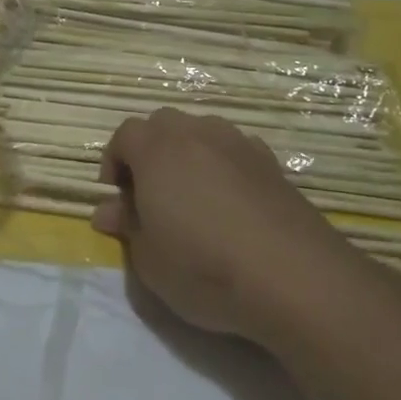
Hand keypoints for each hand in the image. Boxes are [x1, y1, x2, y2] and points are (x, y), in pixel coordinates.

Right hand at [89, 108, 343, 342]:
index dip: (115, 162)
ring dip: (188, 154)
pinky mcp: (270, 161)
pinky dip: (224, 165)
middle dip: (150, 151)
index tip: (118, 197)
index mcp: (157, 149)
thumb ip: (127, 227)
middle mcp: (195, 133)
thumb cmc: (204, 267)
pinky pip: (234, 150)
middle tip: (151, 194)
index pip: (124, 135)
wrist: (293, 275)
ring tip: (193, 197)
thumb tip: (107, 210)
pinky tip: (231, 203)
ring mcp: (237, 142)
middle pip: (163, 124)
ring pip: (201, 132)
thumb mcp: (149, 260)